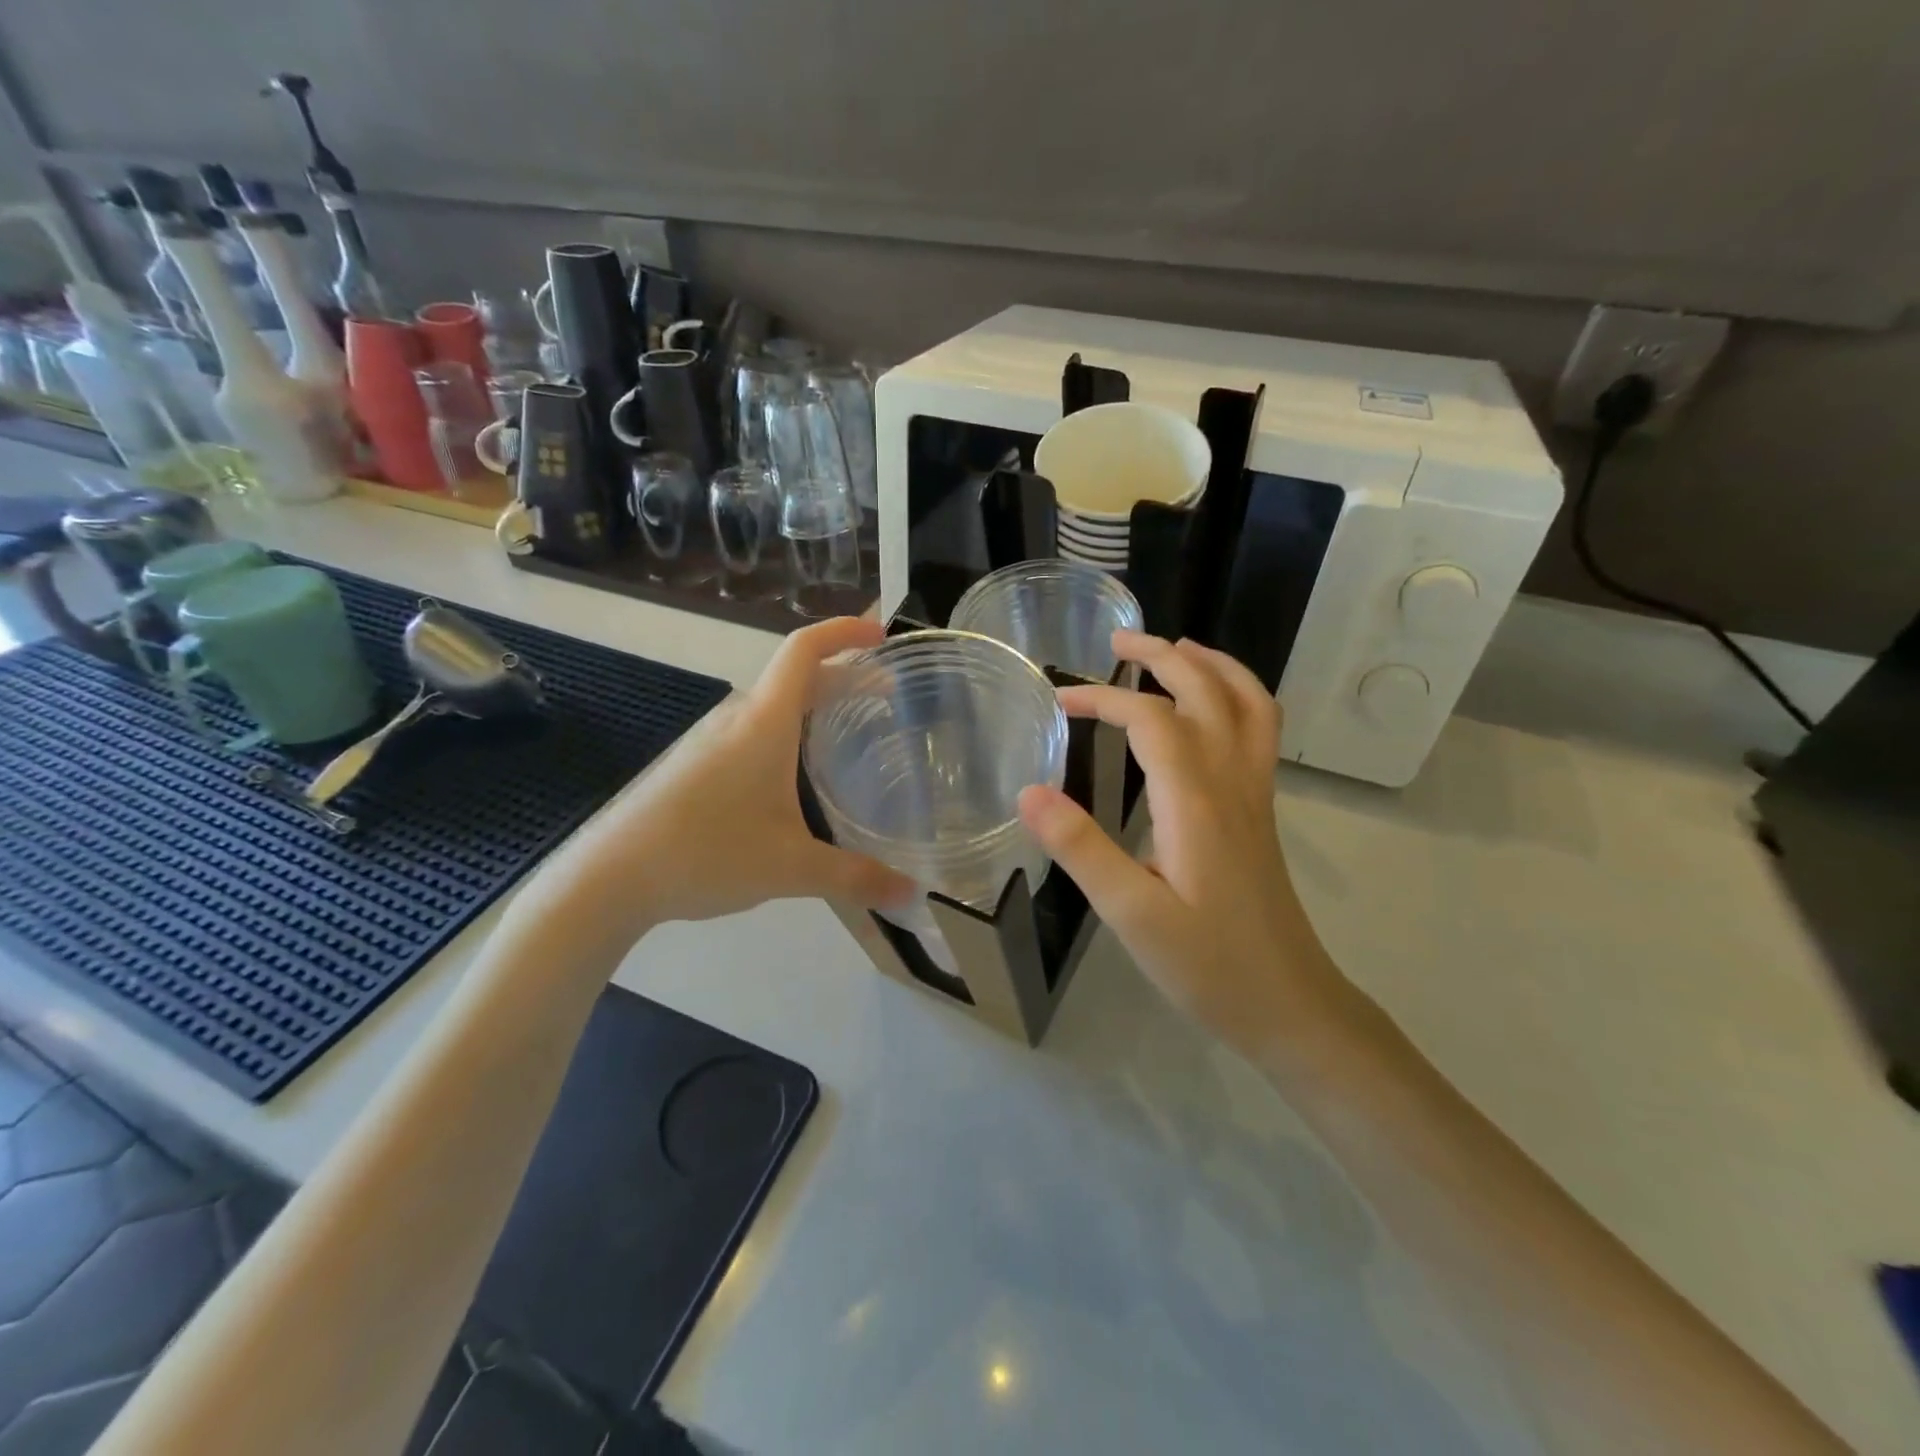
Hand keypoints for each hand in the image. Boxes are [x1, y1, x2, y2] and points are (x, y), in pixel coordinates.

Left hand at [521, 617, 913, 947]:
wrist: (610, 877)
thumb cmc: (706, 853)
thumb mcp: (791, 868)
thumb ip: (856, 878)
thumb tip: (913, 896)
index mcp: (764, 723)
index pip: (805, 650)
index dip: (845, 632)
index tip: (881, 634)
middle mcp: (738, 718)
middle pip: (796, 676)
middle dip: (845, 677)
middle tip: (888, 698)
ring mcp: (712, 740)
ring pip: (775, 706)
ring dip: (816, 705)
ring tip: (851, 733)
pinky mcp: (696, 764)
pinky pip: (755, 730)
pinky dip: (790, 731)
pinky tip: (799, 776)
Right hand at [1018, 632, 1347, 1055]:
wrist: (1289, 1004)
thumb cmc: (1207, 965)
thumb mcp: (1130, 916)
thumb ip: (1081, 849)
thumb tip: (1030, 790)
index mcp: (1195, 801)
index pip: (1149, 720)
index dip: (1103, 699)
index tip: (1058, 702)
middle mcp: (1232, 782)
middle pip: (1207, 691)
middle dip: (1162, 656)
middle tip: (1117, 642)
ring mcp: (1255, 795)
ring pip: (1247, 703)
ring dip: (1211, 665)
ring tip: (1174, 650)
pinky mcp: (1261, 812)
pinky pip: (1260, 731)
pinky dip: (1237, 696)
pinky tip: (1211, 708)